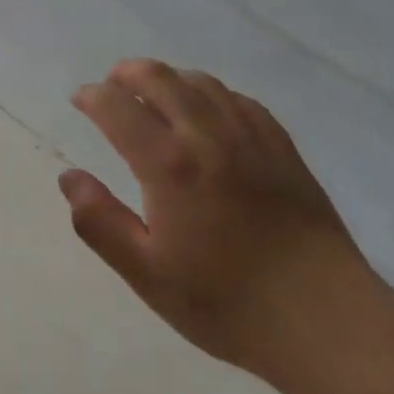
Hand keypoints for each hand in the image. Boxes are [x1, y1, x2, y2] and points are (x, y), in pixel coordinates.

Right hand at [59, 58, 386, 393]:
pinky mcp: (282, 147)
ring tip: (154, 93)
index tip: (81, 99)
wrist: (324, 320)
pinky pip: (239, 100)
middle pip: (160, 78)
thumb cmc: (227, 303)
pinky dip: (211, 93)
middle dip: (127, 73)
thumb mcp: (148, 274)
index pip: (118, 107)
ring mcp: (250, 136)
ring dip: (169, 78)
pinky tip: (209, 110)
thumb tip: (69, 178)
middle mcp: (207, 135)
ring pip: (201, 83)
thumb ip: (99, 222)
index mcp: (169, 164)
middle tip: (112, 85)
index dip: (93, 96)